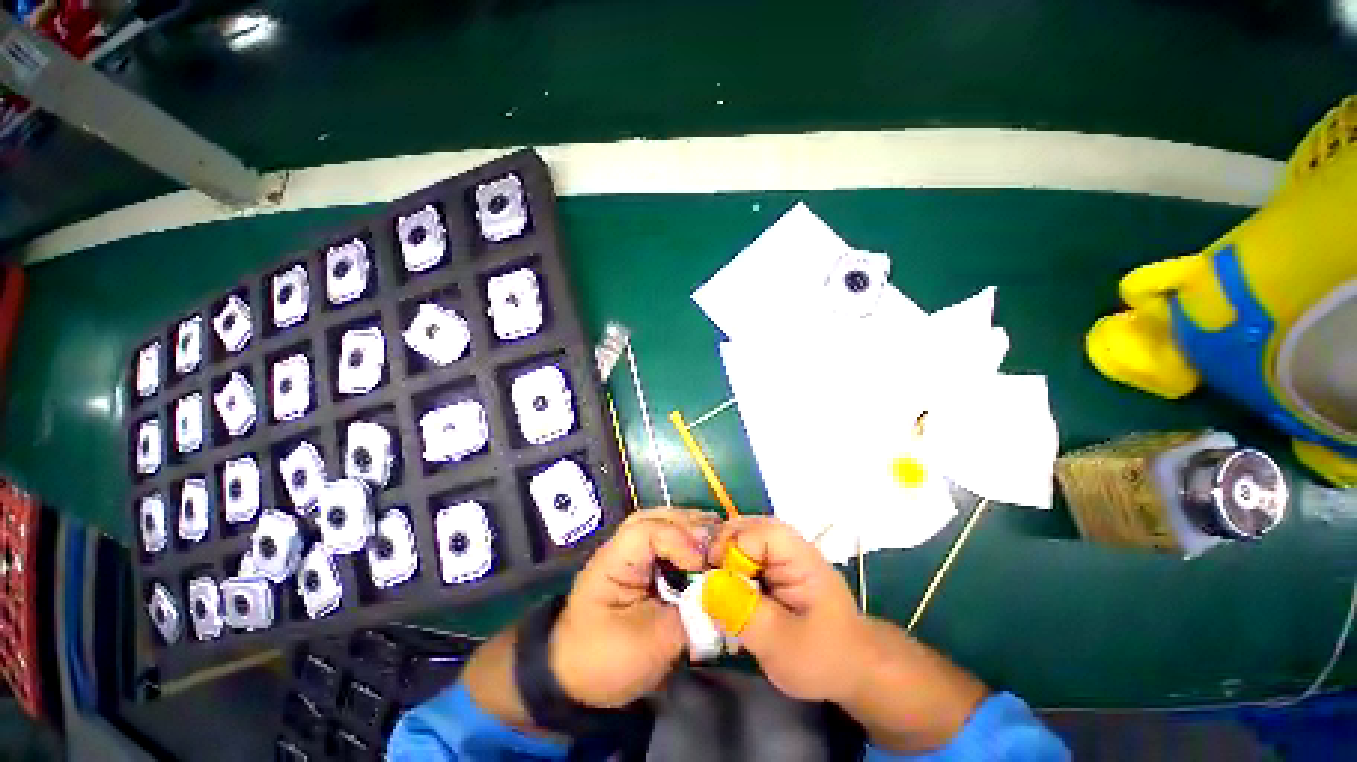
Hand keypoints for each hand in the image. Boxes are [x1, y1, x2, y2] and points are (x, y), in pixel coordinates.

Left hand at [549, 508, 717, 707]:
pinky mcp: (639, 564)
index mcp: (614, 561)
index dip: (681, 540)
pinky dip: (687, 541)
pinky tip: (703, 551)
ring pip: (663, 524)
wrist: (573, 677)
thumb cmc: (606, 660)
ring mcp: (630, 552)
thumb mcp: (652, 645)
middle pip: (658, 518)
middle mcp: (622, 546)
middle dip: (691, 526)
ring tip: (717, 541)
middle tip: (720, 541)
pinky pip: (665, 540)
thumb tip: (723, 596)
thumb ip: (691, 616)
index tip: (705, 563)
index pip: (648, 531)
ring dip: (691, 529)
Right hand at [707, 516, 870, 702]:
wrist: (856, 672)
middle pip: (748, 527)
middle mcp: (790, 547)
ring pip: (745, 540)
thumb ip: (743, 611)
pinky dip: (733, 569)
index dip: (729, 548)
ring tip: (715, 585)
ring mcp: (785, 557)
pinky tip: (728, 591)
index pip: (756, 532)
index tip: (712, 576)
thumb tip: (706, 584)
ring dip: (726, 558)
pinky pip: (749, 557)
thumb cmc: (823, 658)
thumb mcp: (780, 643)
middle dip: (722, 547)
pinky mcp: (779, 570)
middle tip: (708, 577)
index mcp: (798, 556)